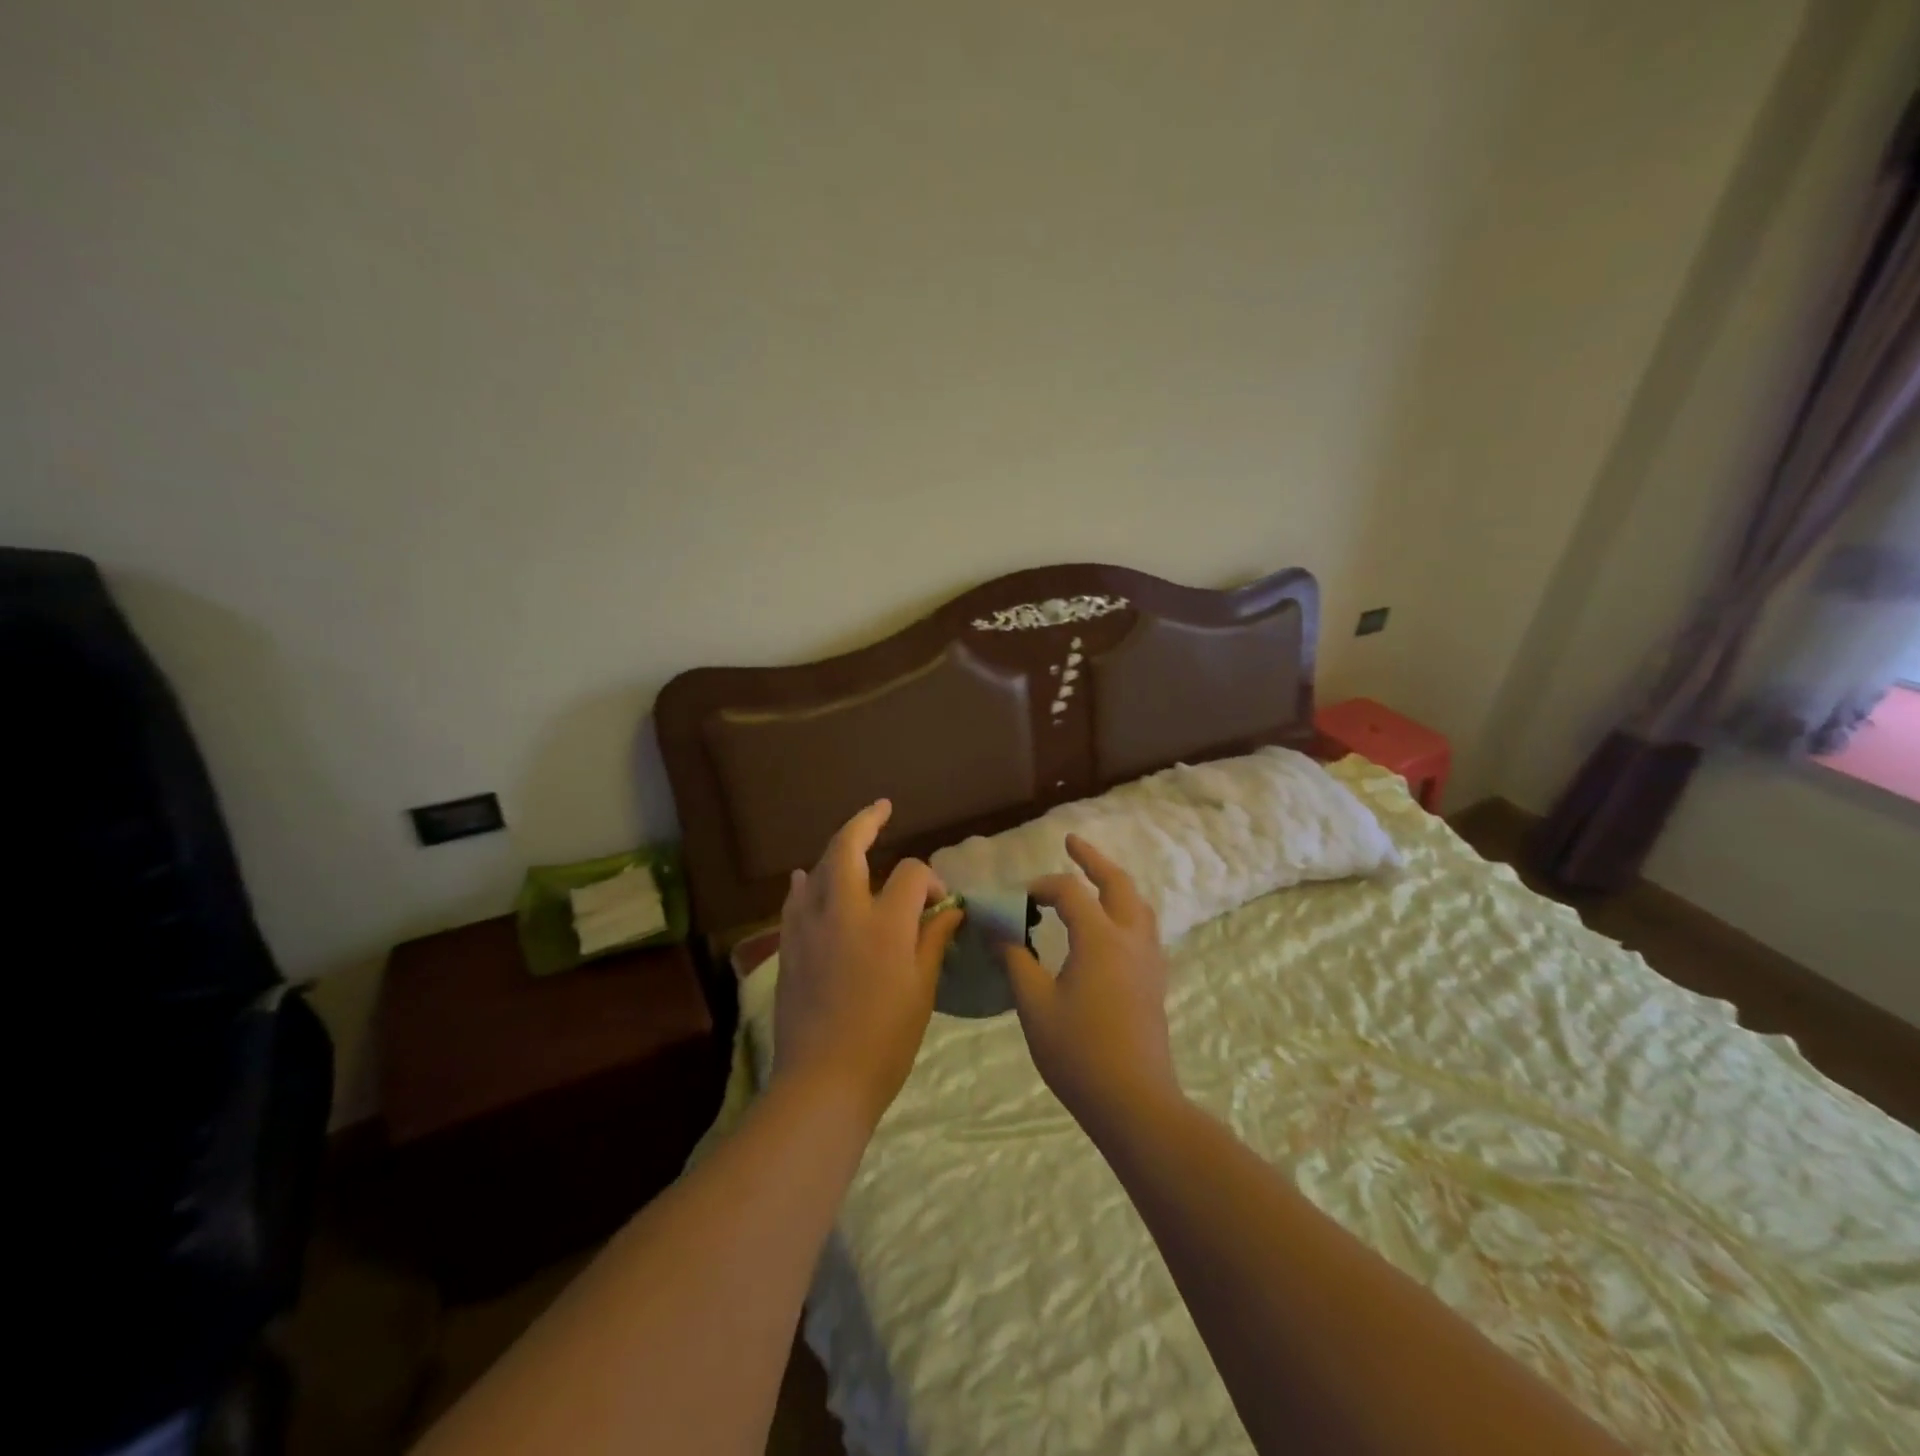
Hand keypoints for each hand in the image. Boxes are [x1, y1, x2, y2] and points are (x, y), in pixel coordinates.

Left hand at [772, 800, 963, 1126]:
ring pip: (819, 868)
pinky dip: (805, 884)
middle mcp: (844, 911)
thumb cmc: (885, 1040)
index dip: (931, 880)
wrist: (823, 1082)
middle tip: (882, 807)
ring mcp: (809, 926)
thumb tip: (949, 909)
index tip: (940, 904)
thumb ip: (933, 940)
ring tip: (852, 840)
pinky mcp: (789, 946)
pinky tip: (806, 879)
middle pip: (849, 848)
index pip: (912, 874)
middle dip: (866, 821)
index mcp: (886, 923)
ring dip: (837, 849)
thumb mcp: (922, 989)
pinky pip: (795, 901)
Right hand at [1002, 835, 1180, 1133]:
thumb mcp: (1034, 1006)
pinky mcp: (1155, 981)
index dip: (1040, 886)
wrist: (1134, 1101)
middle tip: (1072, 842)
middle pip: (1118, 883)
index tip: (1017, 900)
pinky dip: (1126, 911)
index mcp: (1100, 938)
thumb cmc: (1078, 1053)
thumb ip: (1016, 962)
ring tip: (1094, 879)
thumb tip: (1000, 933)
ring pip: (1138, 904)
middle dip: (1093, 859)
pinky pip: (1145, 928)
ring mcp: (1149, 960)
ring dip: (1115, 883)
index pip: (1069, 892)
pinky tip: (1110, 928)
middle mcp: (1130, 939)